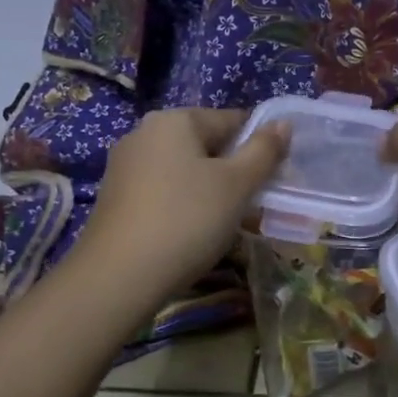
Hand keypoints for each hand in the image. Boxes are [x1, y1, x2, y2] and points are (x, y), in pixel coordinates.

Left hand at [76, 108, 289, 293]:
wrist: (118, 277)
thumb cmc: (187, 220)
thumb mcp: (237, 185)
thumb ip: (264, 151)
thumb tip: (283, 123)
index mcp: (174, 120)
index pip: (232, 119)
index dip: (259, 146)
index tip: (272, 179)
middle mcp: (144, 133)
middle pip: (205, 144)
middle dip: (232, 171)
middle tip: (251, 205)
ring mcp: (124, 166)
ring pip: (184, 170)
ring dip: (209, 191)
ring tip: (224, 224)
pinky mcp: (115, 198)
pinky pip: (163, 191)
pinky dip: (182, 206)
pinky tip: (191, 234)